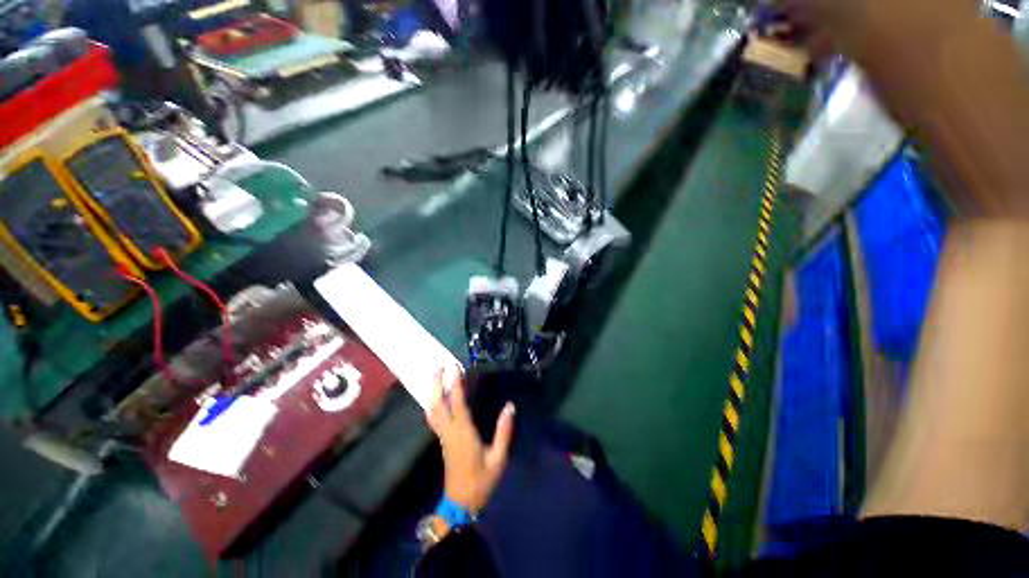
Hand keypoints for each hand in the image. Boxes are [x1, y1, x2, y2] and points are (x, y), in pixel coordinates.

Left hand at [425, 366, 515, 513]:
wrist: (461, 503)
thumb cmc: (482, 480)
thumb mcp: (498, 458)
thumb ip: (504, 432)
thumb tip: (510, 406)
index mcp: (463, 434)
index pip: (457, 405)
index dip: (455, 386)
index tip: (454, 369)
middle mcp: (450, 432)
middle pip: (438, 405)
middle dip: (436, 384)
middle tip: (437, 366)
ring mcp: (443, 436)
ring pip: (433, 410)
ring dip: (432, 391)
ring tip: (433, 375)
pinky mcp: (442, 440)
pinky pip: (434, 418)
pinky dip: (432, 404)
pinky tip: (433, 398)